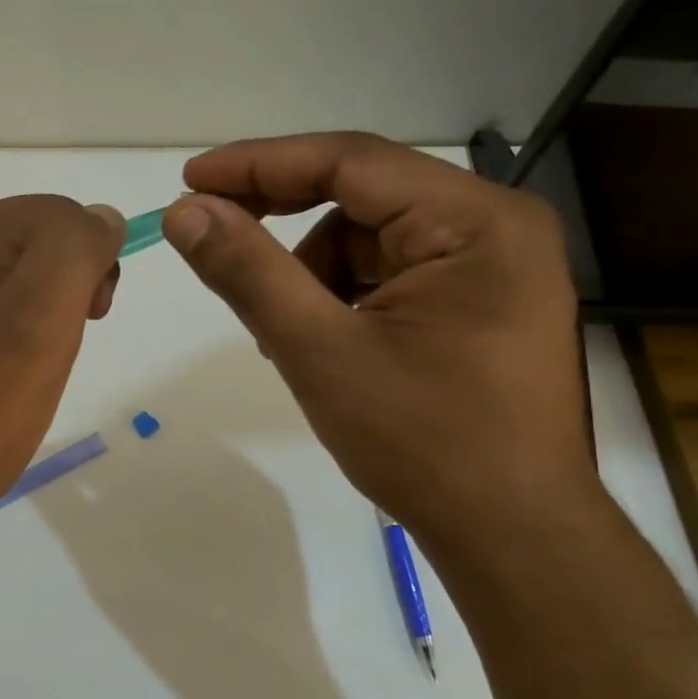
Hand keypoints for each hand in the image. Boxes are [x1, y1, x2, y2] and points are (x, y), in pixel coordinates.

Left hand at [0, 195, 123, 551]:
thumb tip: (99, 217)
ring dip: (28, 324)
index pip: (58, 214)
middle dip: (60, 293)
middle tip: (55, 358)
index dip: (91, 260)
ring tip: (19, 384)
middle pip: (26, 245)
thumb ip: (72, 256)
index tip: (91, 320)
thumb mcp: (33, 328)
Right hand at [164, 132, 593, 555]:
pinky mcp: (481, 301)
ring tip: (289, 337)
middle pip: (363, 196)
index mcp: (475, 221)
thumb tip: (185, 211)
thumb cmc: (424, 444)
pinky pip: (392, 272)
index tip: (190, 179)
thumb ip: (249, 273)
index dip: (261, 165)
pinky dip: (345, 297)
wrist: (512, 536)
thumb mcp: (320, 352)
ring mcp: (493, 265)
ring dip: (315, 274)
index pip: (350, 161)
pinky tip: (326, 343)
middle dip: (285, 221)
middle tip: (216, 238)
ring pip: (371, 238)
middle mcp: (495, 225)